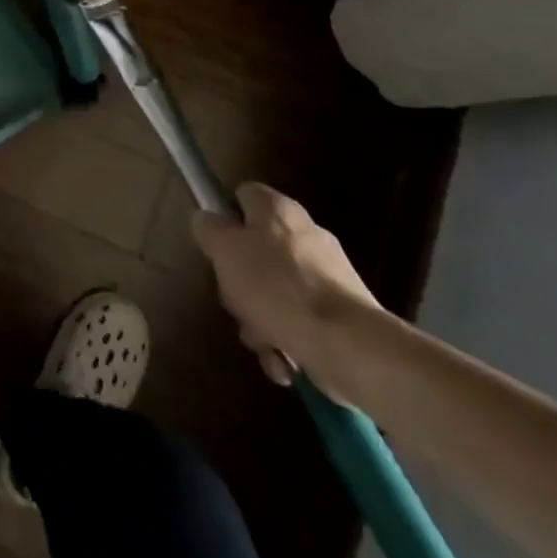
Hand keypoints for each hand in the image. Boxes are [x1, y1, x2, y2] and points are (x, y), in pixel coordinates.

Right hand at [191, 183, 380, 395]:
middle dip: (241, 283)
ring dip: (261, 319)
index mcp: (278, 209)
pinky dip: (287, 340)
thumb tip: (207, 221)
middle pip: (257, 250)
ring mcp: (328, 276)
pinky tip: (283, 361)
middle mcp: (306, 234)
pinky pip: (301, 320)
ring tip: (262, 344)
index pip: (243, 196)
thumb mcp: (225, 250)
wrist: (348, 346)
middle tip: (235, 302)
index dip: (224, 217)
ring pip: (276, 291)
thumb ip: (209, 229)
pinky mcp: (343, 315)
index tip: (216, 248)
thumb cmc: (277, 287)